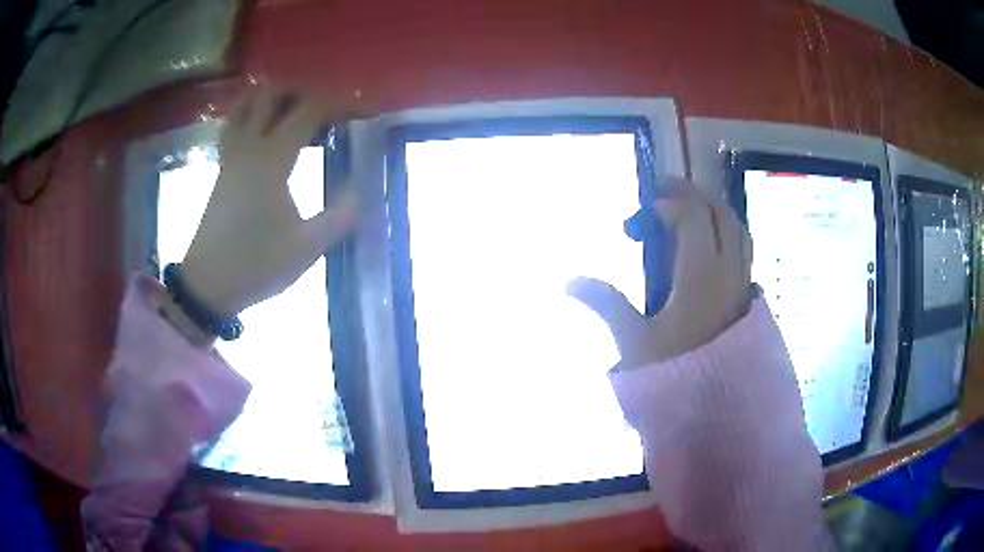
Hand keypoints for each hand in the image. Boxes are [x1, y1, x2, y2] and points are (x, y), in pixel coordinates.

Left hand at [181, 86, 361, 317]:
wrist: (208, 283)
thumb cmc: (256, 265)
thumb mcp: (306, 248)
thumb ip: (339, 217)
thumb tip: (363, 192)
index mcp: (273, 160)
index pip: (309, 111)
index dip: (338, 103)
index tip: (360, 109)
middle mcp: (249, 147)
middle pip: (272, 94)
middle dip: (302, 91)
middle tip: (325, 107)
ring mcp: (231, 155)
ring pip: (246, 104)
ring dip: (272, 97)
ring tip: (294, 109)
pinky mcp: (221, 167)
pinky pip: (234, 123)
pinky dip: (250, 113)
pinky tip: (262, 126)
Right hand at [567, 177, 753, 369]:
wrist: (716, 411)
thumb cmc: (674, 375)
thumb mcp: (634, 341)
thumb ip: (606, 304)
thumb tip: (570, 282)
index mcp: (699, 274)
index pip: (692, 216)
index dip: (668, 202)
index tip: (643, 213)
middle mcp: (727, 271)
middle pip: (718, 213)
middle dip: (691, 196)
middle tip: (664, 195)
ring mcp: (741, 284)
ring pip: (737, 228)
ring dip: (713, 211)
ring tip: (689, 212)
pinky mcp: (746, 298)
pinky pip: (744, 249)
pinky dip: (728, 233)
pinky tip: (713, 245)